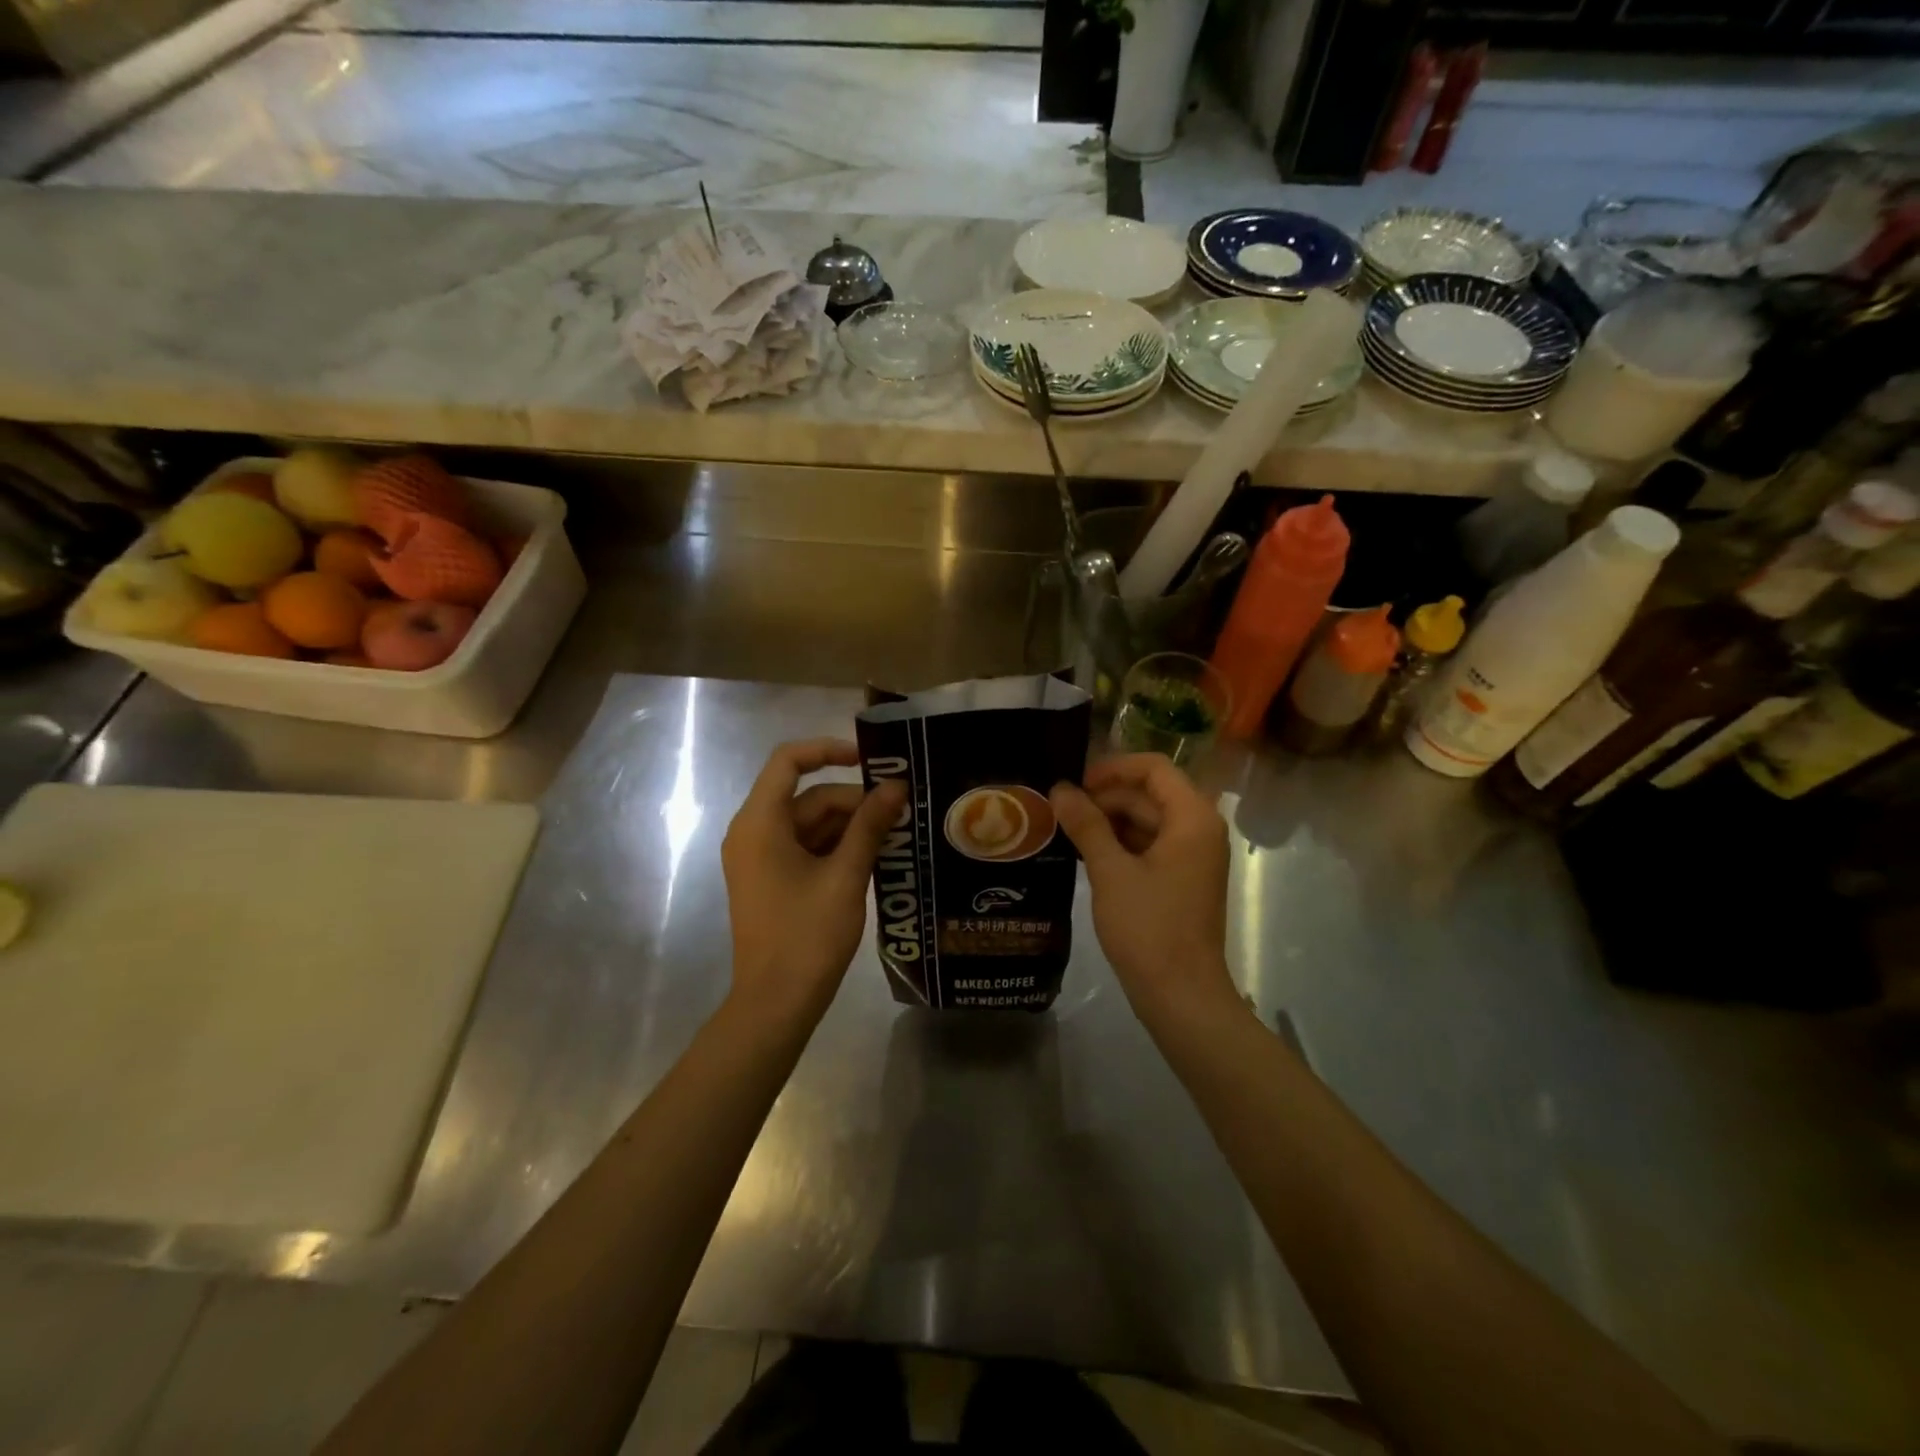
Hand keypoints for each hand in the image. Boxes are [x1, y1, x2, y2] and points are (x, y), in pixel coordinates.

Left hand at [721, 739, 905, 1029]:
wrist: (776, 1003)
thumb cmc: (807, 935)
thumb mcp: (846, 875)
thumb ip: (870, 825)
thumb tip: (896, 787)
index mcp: (760, 823)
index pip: (788, 761)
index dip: (829, 750)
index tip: (872, 761)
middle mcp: (754, 832)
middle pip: (808, 796)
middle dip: (854, 800)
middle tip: (901, 811)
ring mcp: (761, 858)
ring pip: (811, 823)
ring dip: (851, 825)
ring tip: (896, 833)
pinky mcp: (772, 880)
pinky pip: (807, 847)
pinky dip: (838, 847)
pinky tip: (875, 856)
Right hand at [1051, 753, 1238, 1024]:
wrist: (1182, 996)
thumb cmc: (1149, 928)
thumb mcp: (1110, 871)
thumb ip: (1086, 824)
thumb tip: (1059, 788)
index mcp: (1192, 818)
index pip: (1154, 768)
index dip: (1112, 769)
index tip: (1075, 785)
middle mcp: (1199, 830)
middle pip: (1149, 794)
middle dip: (1105, 798)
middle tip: (1060, 812)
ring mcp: (1192, 857)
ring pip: (1147, 821)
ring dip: (1109, 822)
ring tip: (1065, 832)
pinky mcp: (1182, 880)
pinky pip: (1149, 846)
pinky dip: (1120, 845)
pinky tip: (1085, 855)